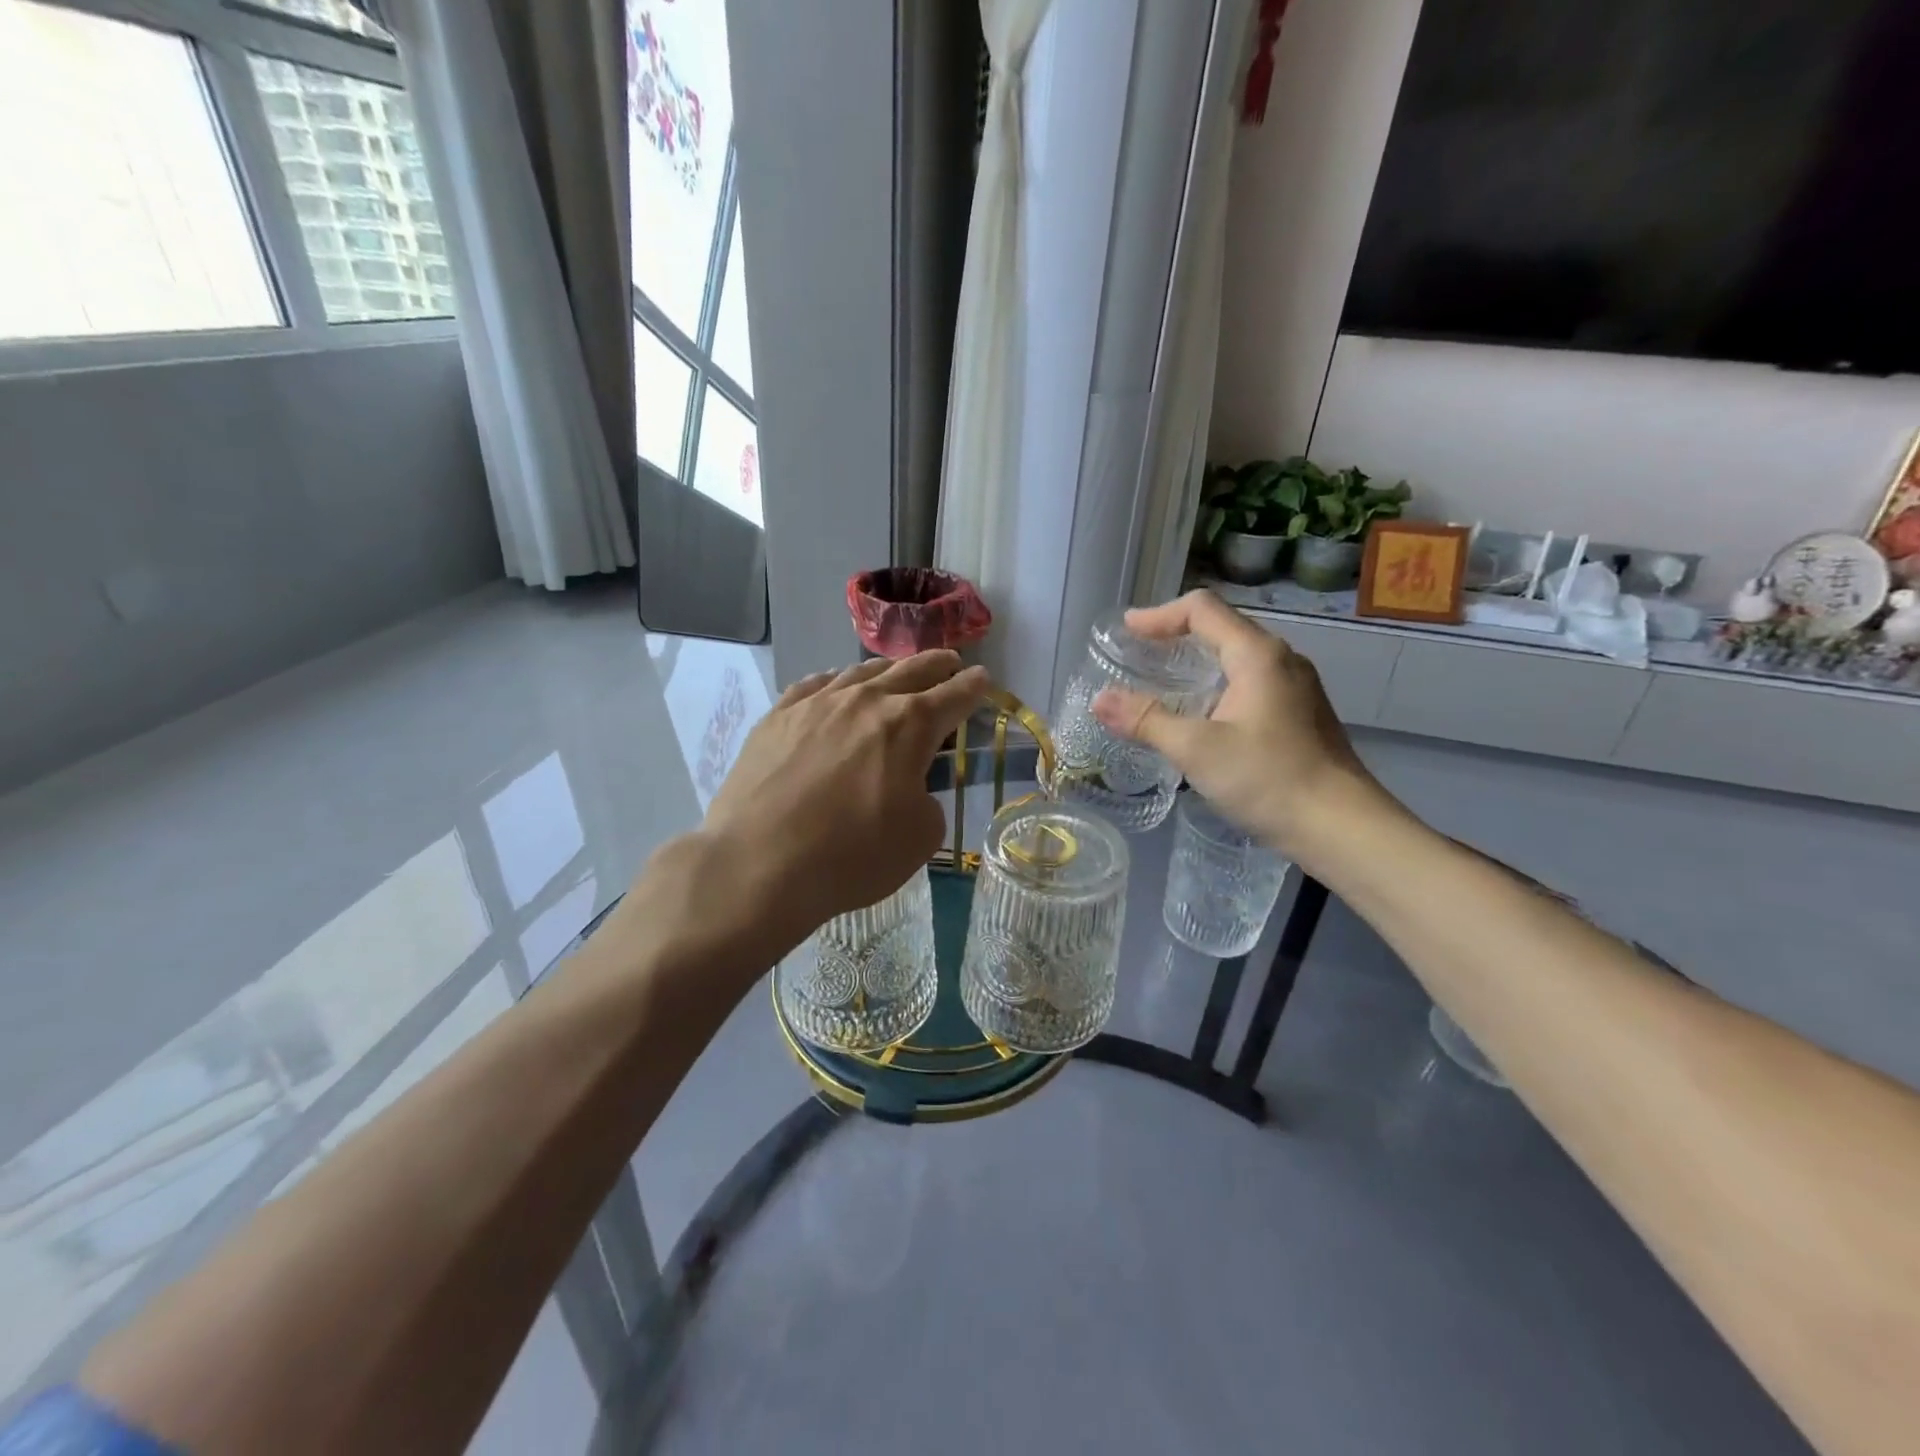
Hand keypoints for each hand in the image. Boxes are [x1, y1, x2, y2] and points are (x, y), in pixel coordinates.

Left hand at [693, 651, 989, 956]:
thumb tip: (909, 786)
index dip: (974, 687)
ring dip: (888, 670)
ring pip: (861, 672)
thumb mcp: (921, 837)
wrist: (759, 863)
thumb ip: (927, 799)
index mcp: (910, 725)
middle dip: (937, 665)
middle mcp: (866, 700)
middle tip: (950, 662)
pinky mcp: (778, 716)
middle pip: (911, 670)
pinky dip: (835, 681)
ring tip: (896, 671)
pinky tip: (834, 685)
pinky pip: (814, 684)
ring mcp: (817, 703)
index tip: (983, 679)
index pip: (954, 695)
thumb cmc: (851, 855)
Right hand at [1090, 590, 1382, 859]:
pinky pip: (1249, 683)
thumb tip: (1100, 700)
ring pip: (1236, 658)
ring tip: (1161, 685)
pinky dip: (1215, 686)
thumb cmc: (1268, 779)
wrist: (1342, 827)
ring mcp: (1295, 687)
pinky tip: (1200, 717)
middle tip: (1137, 656)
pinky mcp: (1298, 714)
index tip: (1126, 632)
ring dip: (1196, 663)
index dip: (1159, 615)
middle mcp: (1280, 660)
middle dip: (1175, 636)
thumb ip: (1146, 720)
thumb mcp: (1196, 750)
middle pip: (1221, 628)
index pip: (1202, 609)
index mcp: (1257, 655)